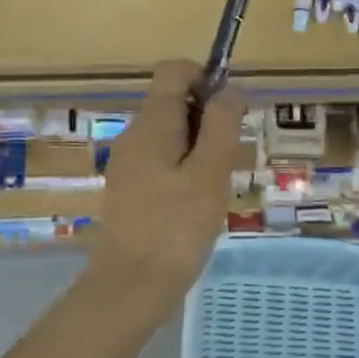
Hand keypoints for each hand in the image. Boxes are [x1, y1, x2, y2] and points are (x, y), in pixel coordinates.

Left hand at [88, 59, 245, 314]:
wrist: (130, 286)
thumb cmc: (177, 227)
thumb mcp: (210, 172)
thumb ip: (221, 124)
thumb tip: (229, 88)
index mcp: (151, 124)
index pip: (173, 71)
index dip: (205, 77)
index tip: (231, 111)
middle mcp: (134, 135)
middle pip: (173, 101)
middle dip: (208, 118)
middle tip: (227, 159)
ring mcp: (128, 163)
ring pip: (171, 133)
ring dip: (200, 146)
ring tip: (215, 185)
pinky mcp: (130, 188)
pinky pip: (162, 160)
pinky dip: (185, 168)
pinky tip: (197, 202)